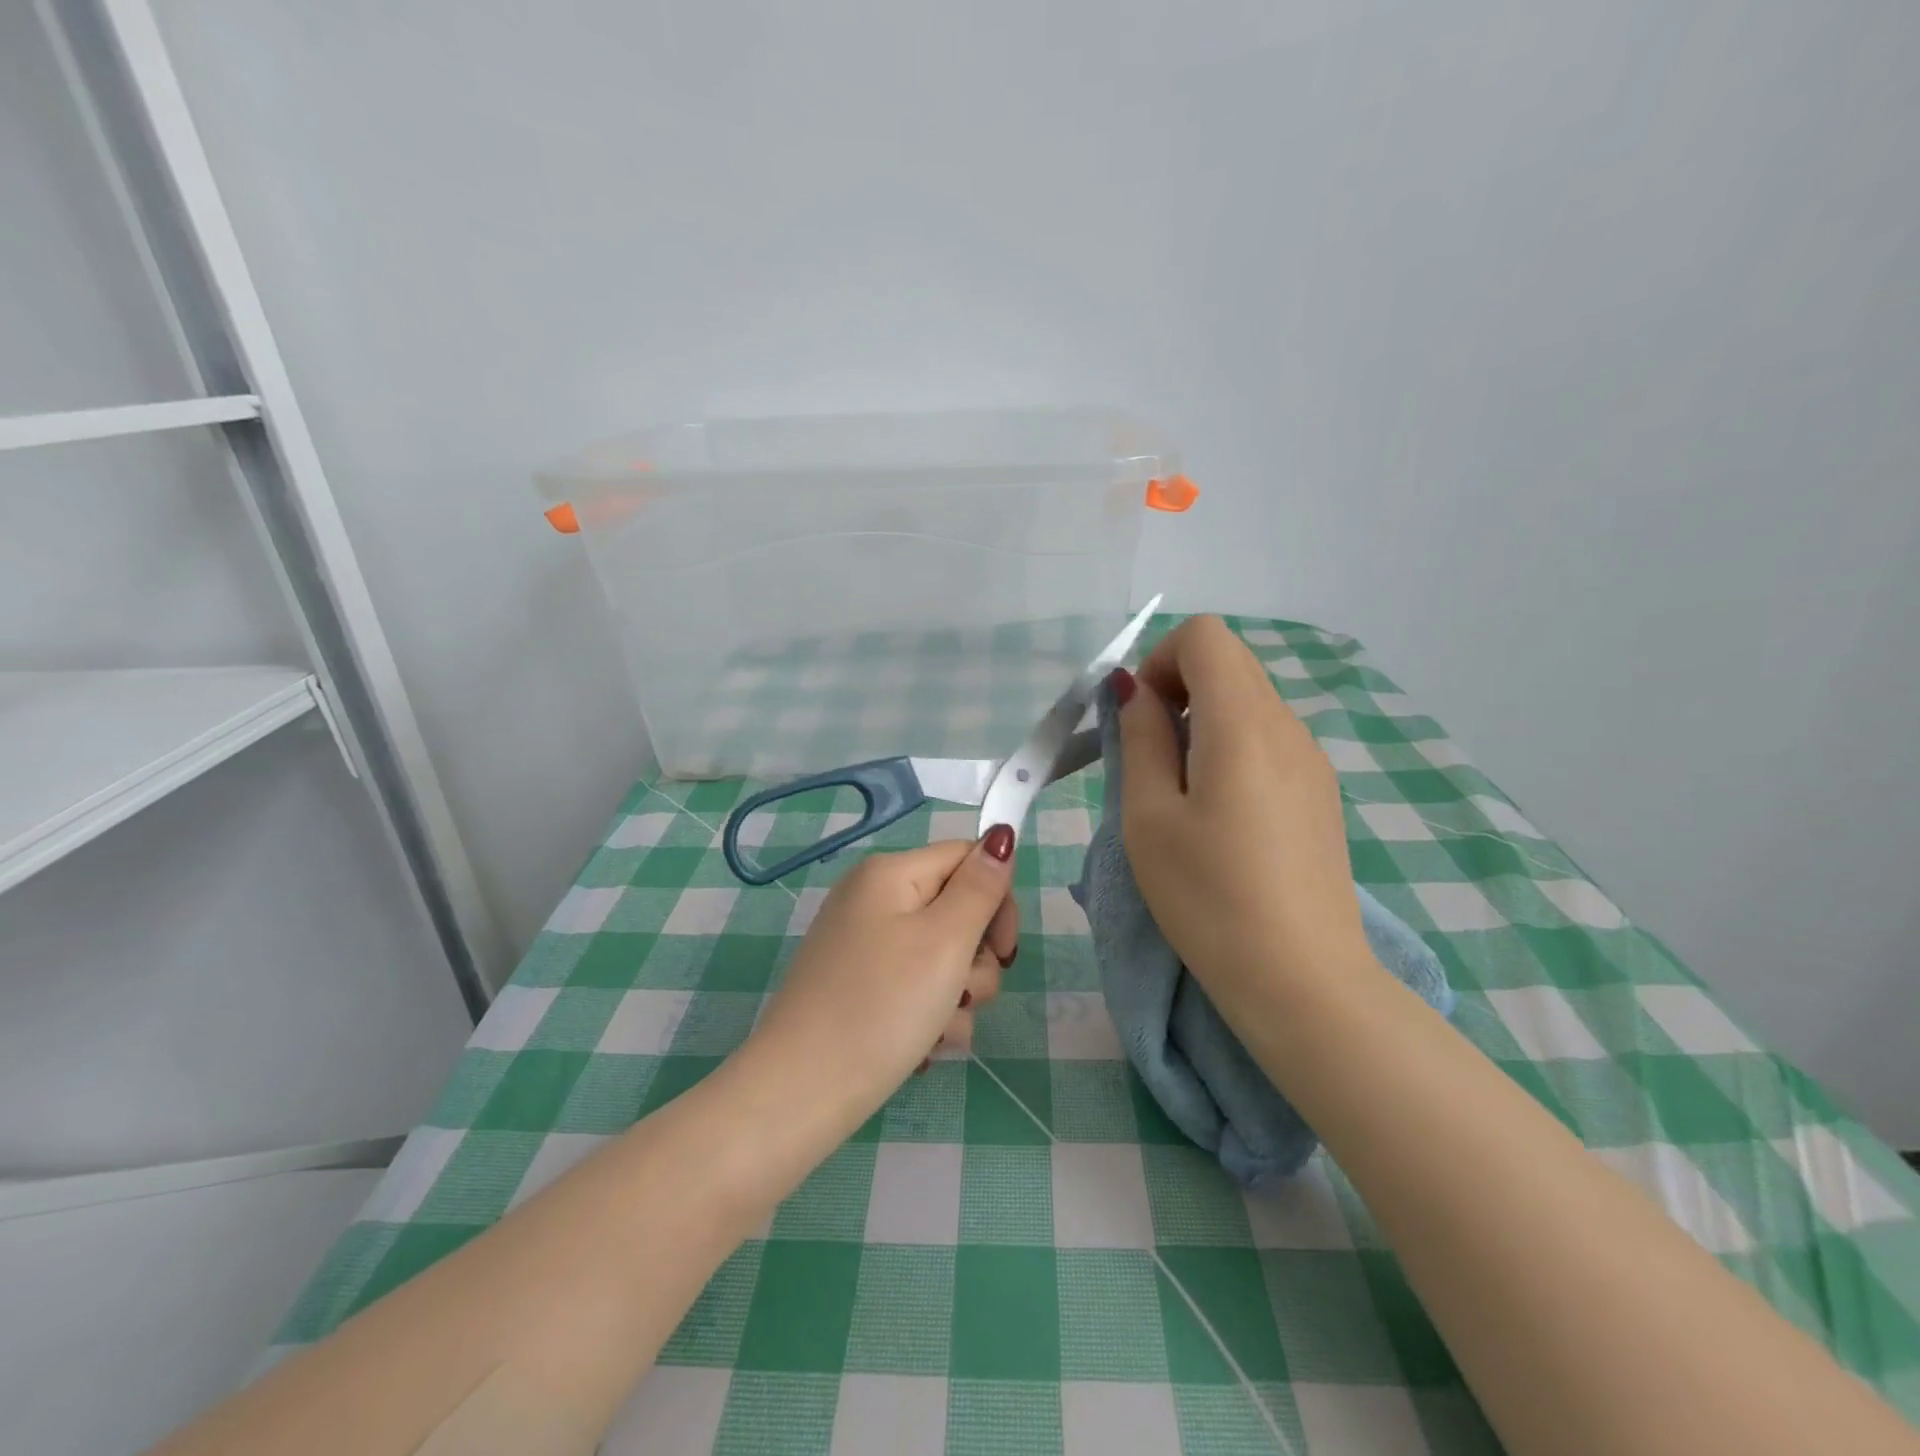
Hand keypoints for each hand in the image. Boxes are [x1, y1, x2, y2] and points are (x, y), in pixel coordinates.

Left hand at [745, 829, 1017, 1134]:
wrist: (802, 1093)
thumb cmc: (882, 1006)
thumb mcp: (945, 940)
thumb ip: (981, 886)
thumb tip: (1001, 834)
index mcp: (890, 873)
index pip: (967, 858)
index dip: (997, 899)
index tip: (1004, 952)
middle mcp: (874, 900)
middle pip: (956, 909)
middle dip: (975, 959)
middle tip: (965, 994)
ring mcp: (864, 946)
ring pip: (942, 956)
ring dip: (956, 996)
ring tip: (937, 1030)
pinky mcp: (860, 986)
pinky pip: (915, 985)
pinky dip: (929, 1014)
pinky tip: (921, 1046)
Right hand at [1115, 615, 1373, 1015]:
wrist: (1303, 981)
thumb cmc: (1209, 898)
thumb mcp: (1149, 817)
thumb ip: (1141, 740)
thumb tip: (1134, 689)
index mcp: (1243, 724)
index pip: (1205, 636)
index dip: (1160, 660)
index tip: (1141, 718)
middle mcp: (1288, 727)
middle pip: (1230, 662)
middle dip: (1178, 687)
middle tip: (1152, 755)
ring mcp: (1312, 760)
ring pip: (1250, 701)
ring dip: (1204, 721)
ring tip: (1183, 794)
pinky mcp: (1321, 793)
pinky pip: (1270, 739)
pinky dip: (1233, 748)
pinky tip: (1222, 816)